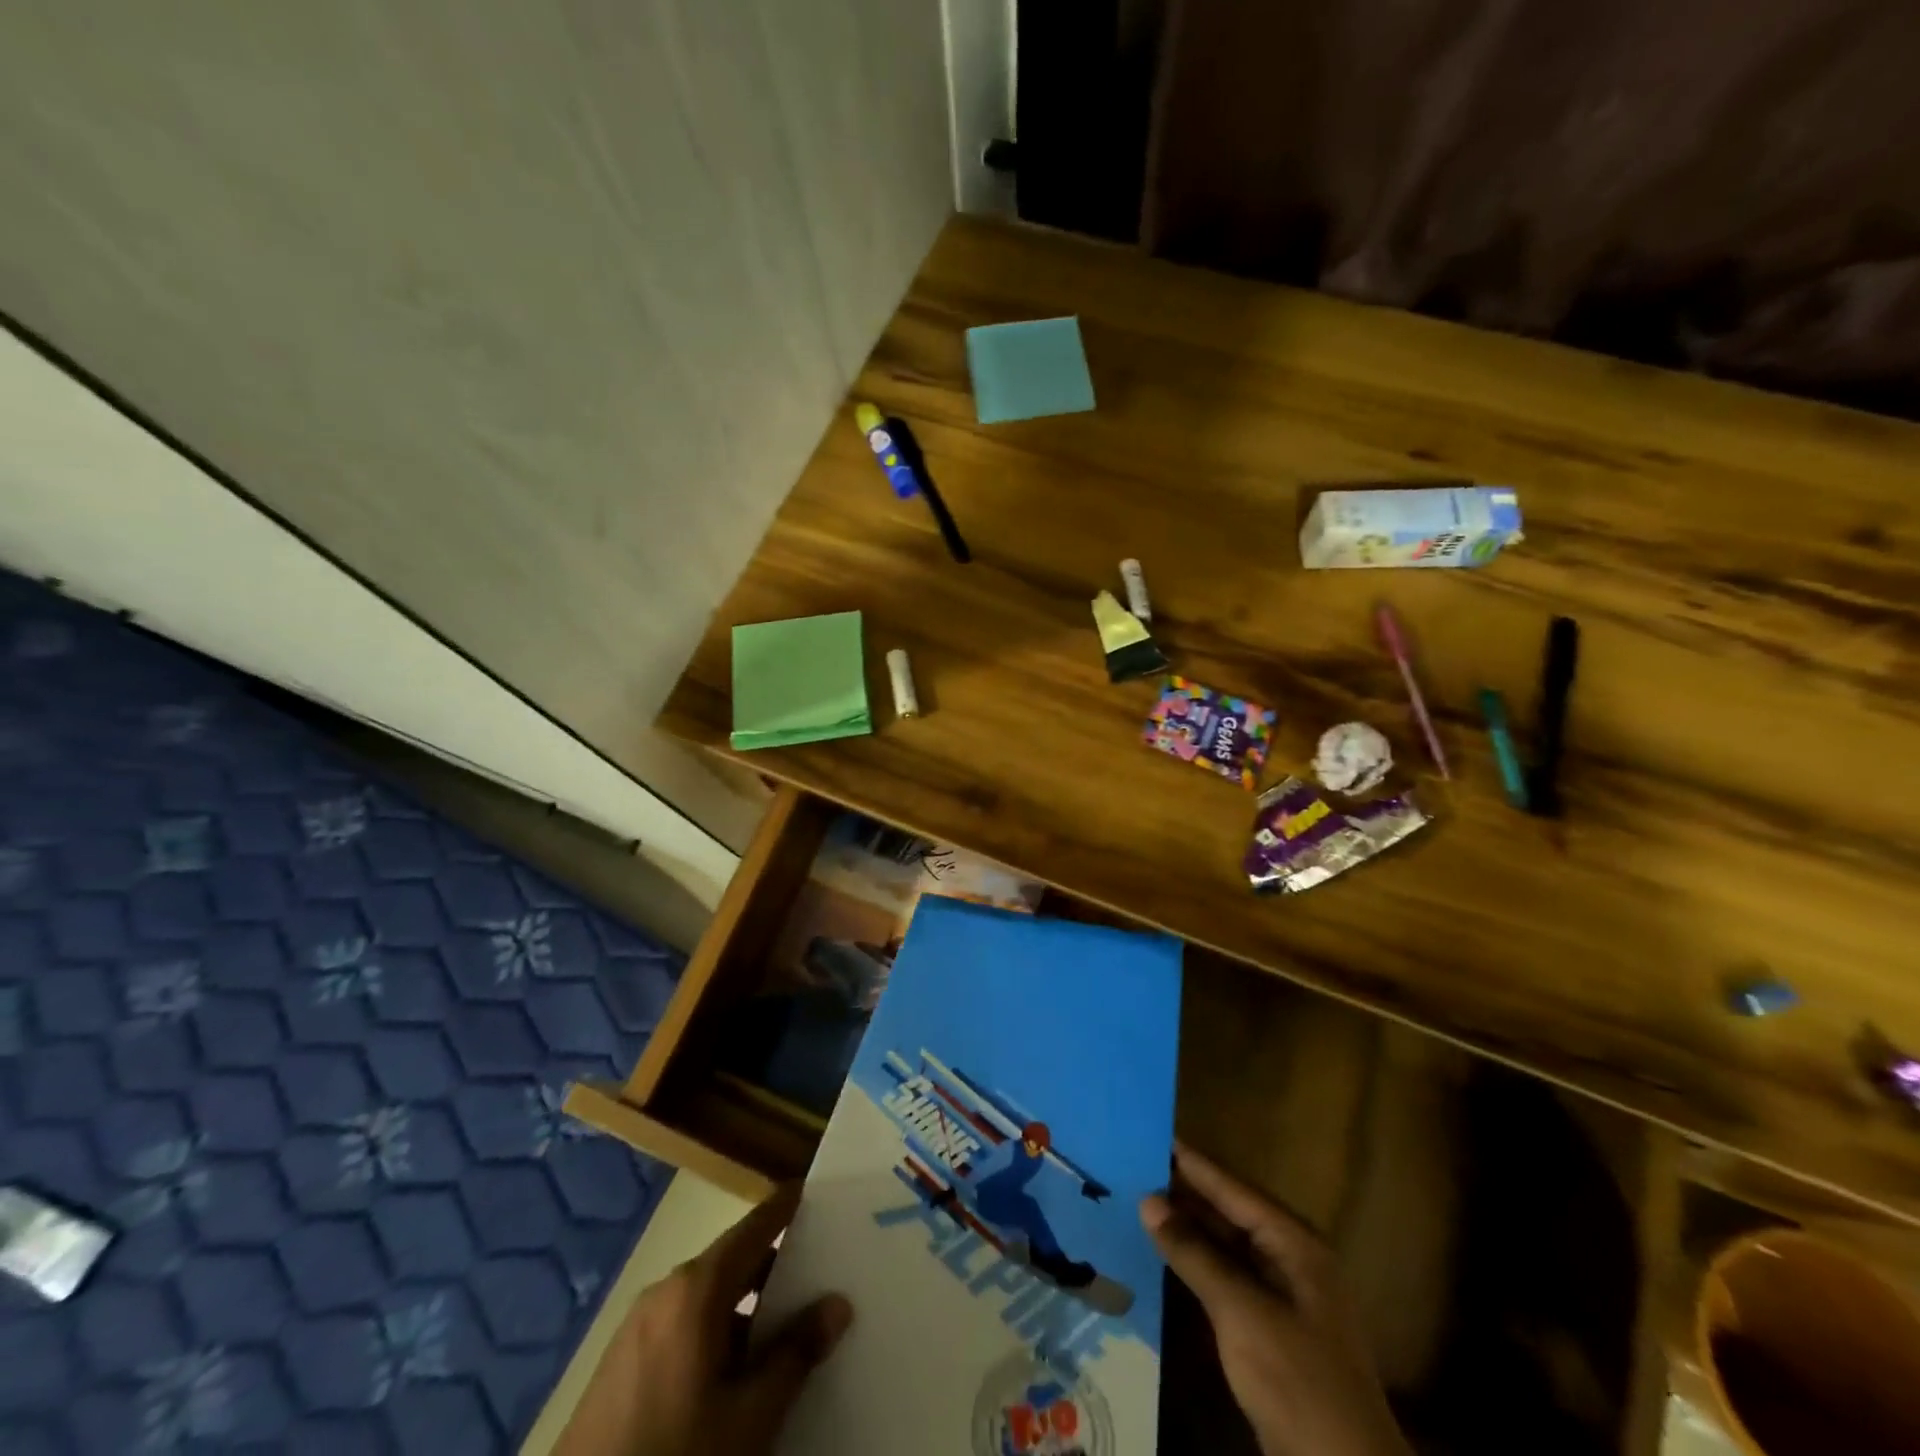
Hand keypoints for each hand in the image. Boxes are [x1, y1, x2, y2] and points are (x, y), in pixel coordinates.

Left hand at [558, 1186, 852, 1455]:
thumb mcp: (750, 1416)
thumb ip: (796, 1353)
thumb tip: (837, 1303)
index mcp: (696, 1288)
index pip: (755, 1226)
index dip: (788, 1207)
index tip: (820, 1192)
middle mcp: (664, 1292)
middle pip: (732, 1261)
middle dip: (776, 1266)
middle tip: (821, 1272)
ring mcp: (636, 1330)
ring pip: (707, 1299)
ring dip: (746, 1309)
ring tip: (786, 1331)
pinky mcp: (619, 1368)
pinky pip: (681, 1329)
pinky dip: (716, 1335)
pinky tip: (737, 1374)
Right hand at [1141, 1144, 1411, 1455]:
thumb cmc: (1297, 1379)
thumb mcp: (1242, 1312)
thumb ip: (1194, 1253)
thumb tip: (1148, 1200)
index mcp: (1295, 1245)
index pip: (1234, 1190)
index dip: (1194, 1164)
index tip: (1154, 1135)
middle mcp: (1290, 1261)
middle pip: (1231, 1214)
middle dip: (1186, 1193)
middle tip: (1136, 1165)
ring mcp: (1282, 1297)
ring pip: (1226, 1246)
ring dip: (1187, 1227)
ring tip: (1140, 1200)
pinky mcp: (1269, 1329)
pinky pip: (1226, 1278)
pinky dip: (1196, 1262)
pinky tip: (1165, 1253)